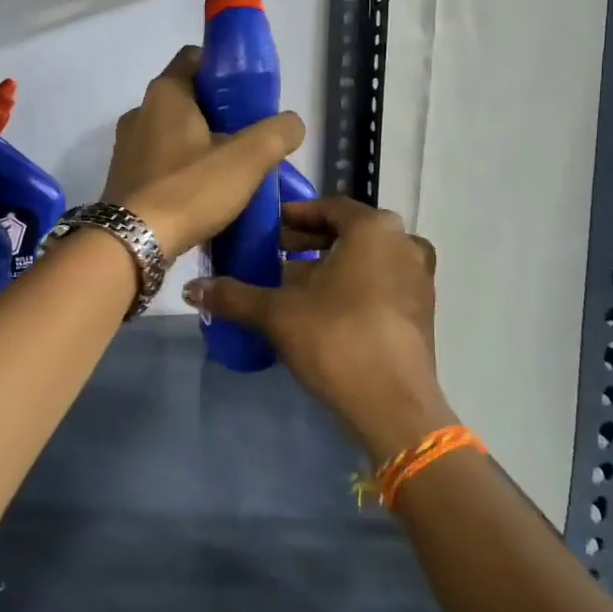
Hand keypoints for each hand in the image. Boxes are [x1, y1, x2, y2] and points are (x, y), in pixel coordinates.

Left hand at [102, 46, 304, 260]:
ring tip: (230, 171)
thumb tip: (291, 124)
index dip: (224, 70)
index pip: (195, 58)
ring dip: (200, 145)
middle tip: (249, 138)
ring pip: (173, 133)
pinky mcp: (124, 179)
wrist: (132, 244)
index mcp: (165, 94)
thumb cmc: (189, 190)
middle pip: (187, 99)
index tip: (249, 96)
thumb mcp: (248, 159)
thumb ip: (277, 133)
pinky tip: (203, 194)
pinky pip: (160, 163)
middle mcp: (139, 112)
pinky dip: (182, 170)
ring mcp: (127, 147)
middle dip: (219, 114)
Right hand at [183, 196, 451, 458]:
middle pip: (347, 233)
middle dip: (308, 244)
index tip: (266, 228)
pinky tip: (321, 311)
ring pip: (365, 260)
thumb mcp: (277, 313)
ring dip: (329, 267)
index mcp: (373, 228)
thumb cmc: (336, 338)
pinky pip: (380, 283)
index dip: (294, 216)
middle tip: (271, 256)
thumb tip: (190, 287)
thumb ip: (234, 295)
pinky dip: (352, 287)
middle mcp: (403, 243)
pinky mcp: (422, 310)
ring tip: (290, 285)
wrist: (393, 404)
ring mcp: (418, 277)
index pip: (328, 207)